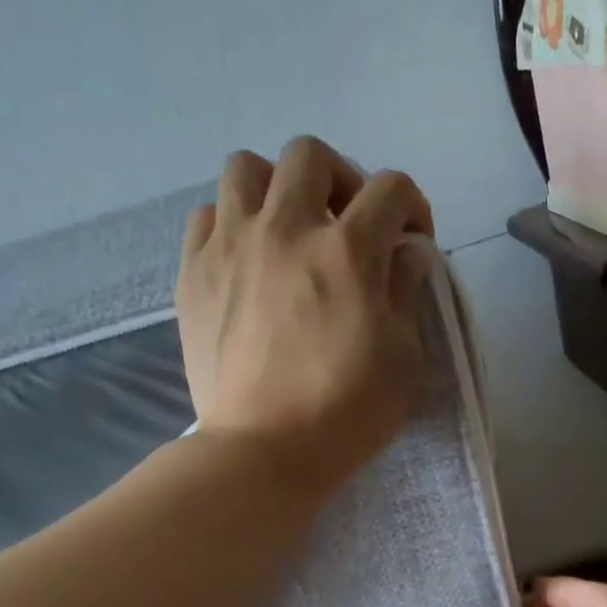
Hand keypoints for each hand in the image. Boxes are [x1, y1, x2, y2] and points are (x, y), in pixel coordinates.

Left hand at [176, 136, 435, 499]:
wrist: (264, 450)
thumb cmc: (346, 412)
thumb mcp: (404, 360)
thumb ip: (406, 294)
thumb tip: (405, 254)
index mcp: (348, 251)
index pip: (391, 189)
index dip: (412, 207)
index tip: (411, 242)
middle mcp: (286, 229)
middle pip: (311, 156)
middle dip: (341, 181)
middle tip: (346, 225)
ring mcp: (232, 247)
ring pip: (246, 169)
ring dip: (276, 188)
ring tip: (287, 230)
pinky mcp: (194, 274)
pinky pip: (206, 216)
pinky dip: (230, 223)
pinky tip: (245, 259)